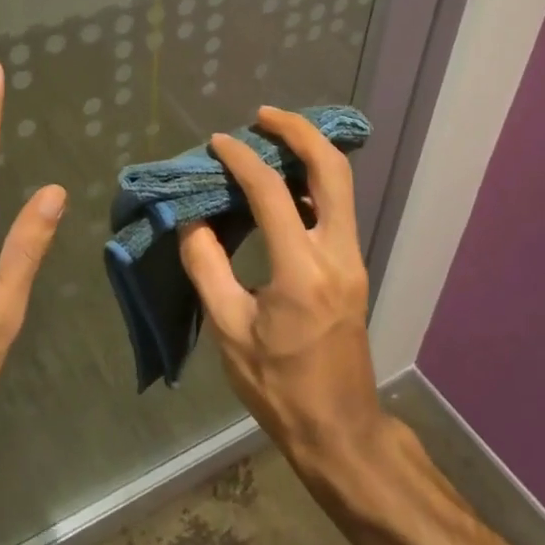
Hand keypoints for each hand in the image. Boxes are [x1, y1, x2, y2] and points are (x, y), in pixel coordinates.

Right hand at [178, 107, 384, 470]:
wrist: (340, 429)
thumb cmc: (279, 387)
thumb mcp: (229, 330)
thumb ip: (207, 267)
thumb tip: (191, 220)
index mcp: (302, 271)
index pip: (273, 193)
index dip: (242, 159)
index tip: (217, 143)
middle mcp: (337, 254)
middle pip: (332, 169)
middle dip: (299, 131)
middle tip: (263, 115)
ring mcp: (352, 260)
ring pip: (341, 185)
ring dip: (309, 152)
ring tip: (271, 138)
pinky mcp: (352, 268)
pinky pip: (337, 208)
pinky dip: (314, 181)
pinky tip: (285, 183)